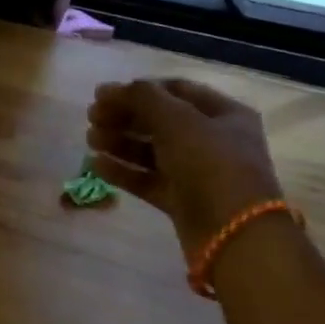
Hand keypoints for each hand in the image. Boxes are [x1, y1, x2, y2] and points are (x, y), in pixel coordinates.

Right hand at [87, 76, 283, 255]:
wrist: (234, 234)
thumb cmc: (211, 165)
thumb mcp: (178, 121)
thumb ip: (143, 98)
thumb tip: (110, 89)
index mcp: (223, 114)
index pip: (176, 90)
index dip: (139, 89)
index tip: (104, 94)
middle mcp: (212, 140)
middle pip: (160, 120)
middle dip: (125, 116)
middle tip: (91, 117)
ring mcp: (196, 172)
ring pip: (151, 151)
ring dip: (120, 142)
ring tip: (90, 140)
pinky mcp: (181, 200)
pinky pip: (147, 180)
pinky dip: (123, 171)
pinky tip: (96, 164)